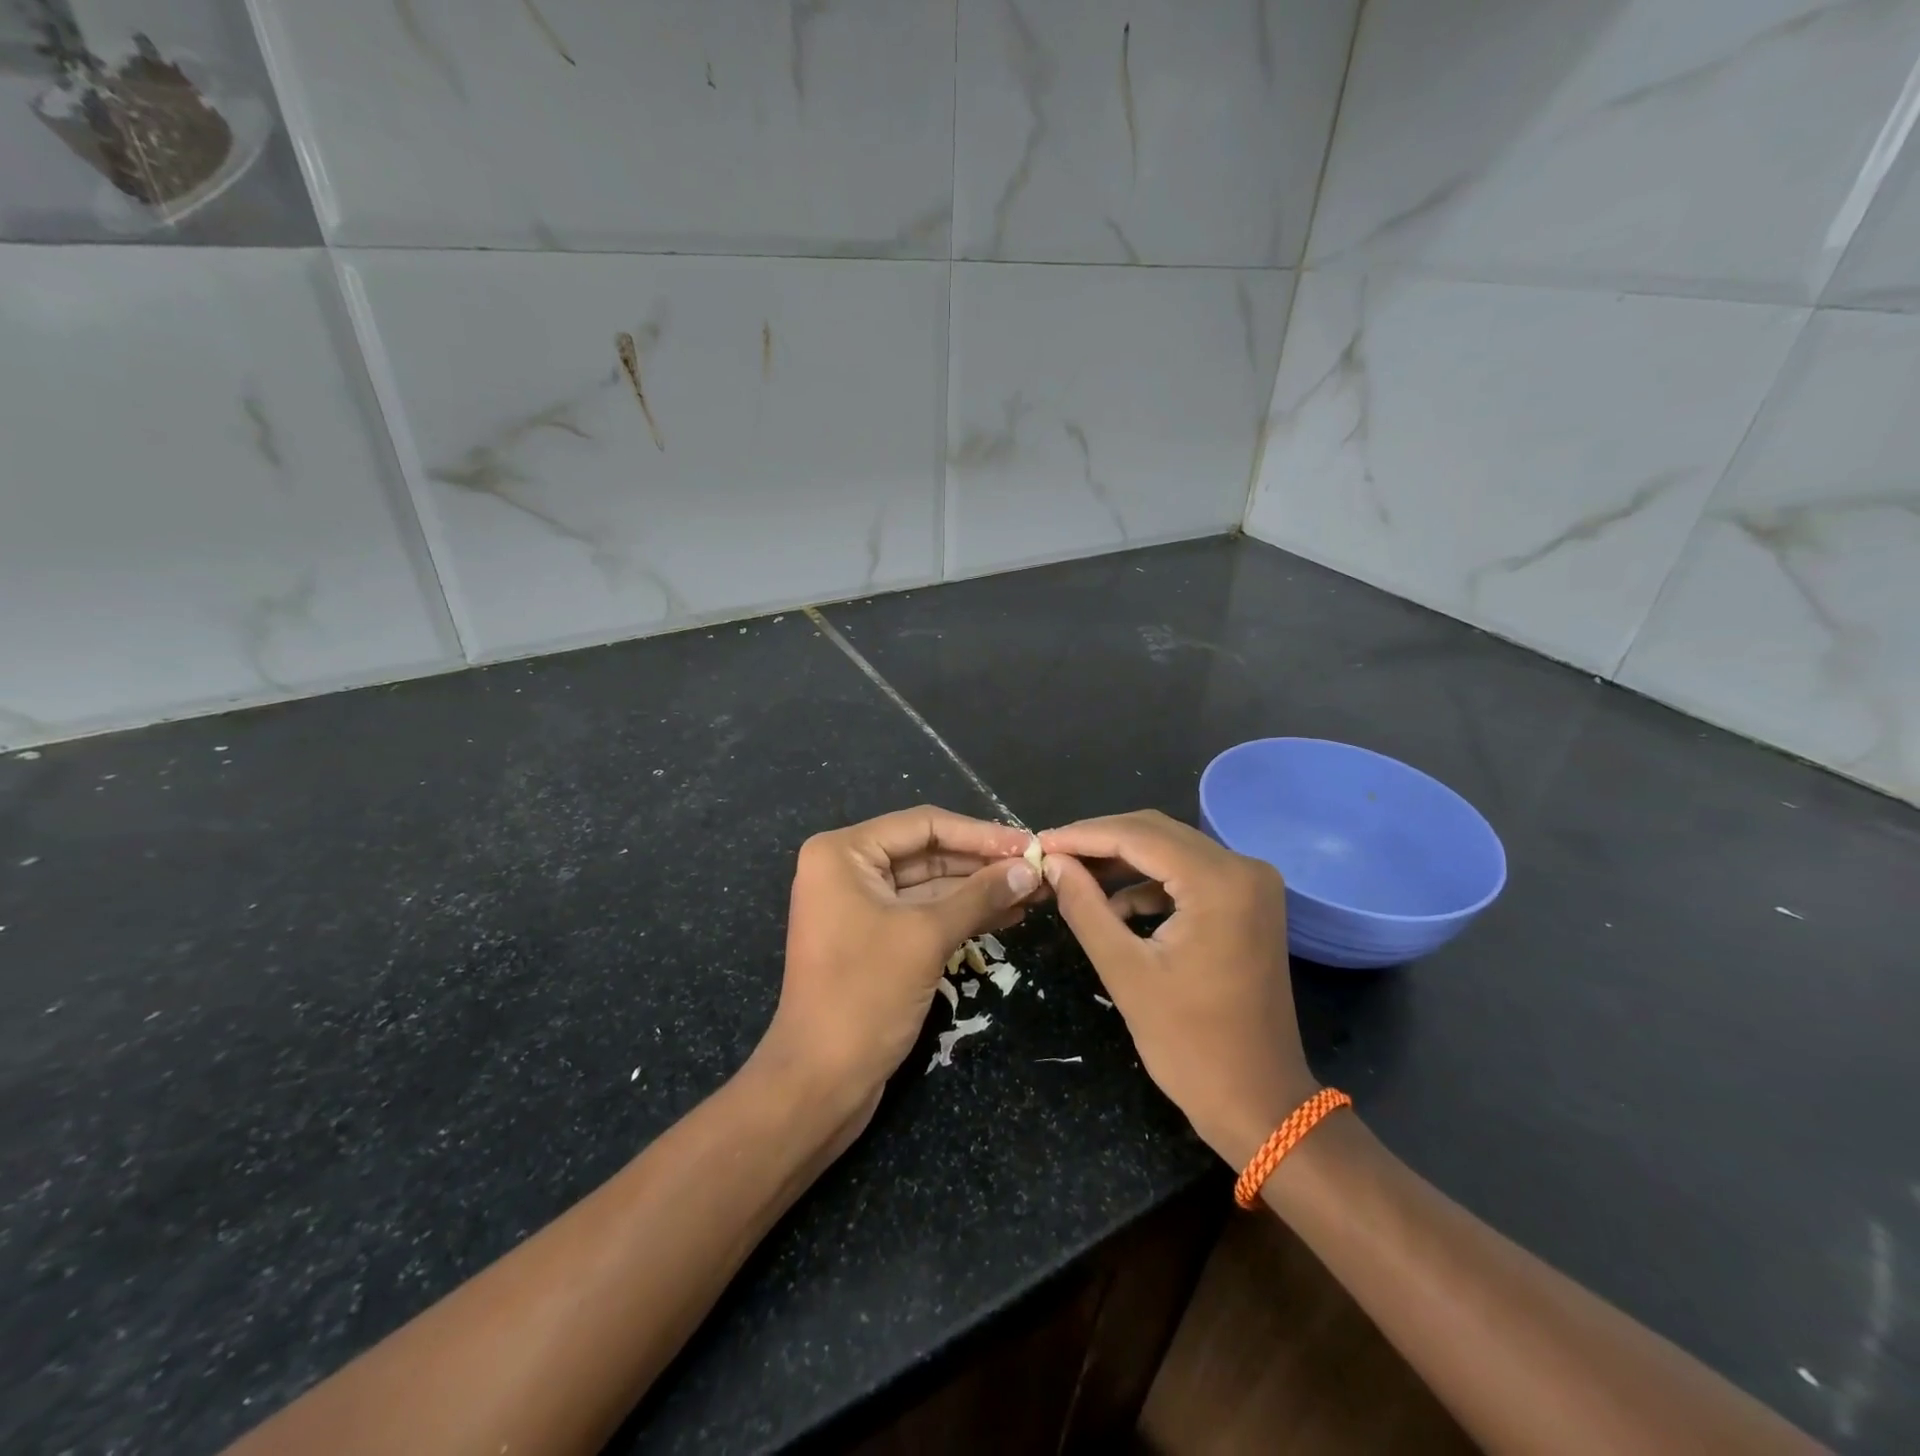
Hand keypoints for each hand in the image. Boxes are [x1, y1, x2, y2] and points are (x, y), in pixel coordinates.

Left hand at [761, 806, 1041, 1115]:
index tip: (1029, 844)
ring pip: (931, 884)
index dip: (980, 833)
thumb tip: (1030, 869)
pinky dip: (964, 913)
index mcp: (844, 853)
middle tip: (1038, 868)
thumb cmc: (864, 996)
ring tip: (1035, 890)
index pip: (924, 824)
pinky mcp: (875, 938)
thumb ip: (980, 896)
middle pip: (928, 851)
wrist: (819, 1083)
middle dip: (983, 862)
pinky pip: (925, 913)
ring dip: (980, 888)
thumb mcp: (926, 937)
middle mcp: (848, 869)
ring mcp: (860, 905)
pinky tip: (1009, 913)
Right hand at [1040, 810, 1315, 1168]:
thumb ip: (1084, 907)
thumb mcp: (1125, 971)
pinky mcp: (1248, 902)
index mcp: (1219, 882)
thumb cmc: (1190, 1044)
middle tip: (1050, 856)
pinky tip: (1115, 905)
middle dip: (1100, 842)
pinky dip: (1149, 882)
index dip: (1082, 835)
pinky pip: (1188, 873)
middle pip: (1157, 832)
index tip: (1037, 843)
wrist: (1259, 1102)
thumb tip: (1052, 862)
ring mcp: (1251, 884)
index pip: (1138, 836)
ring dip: (1122, 860)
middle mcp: (1243, 868)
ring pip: (1171, 849)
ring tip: (1073, 876)